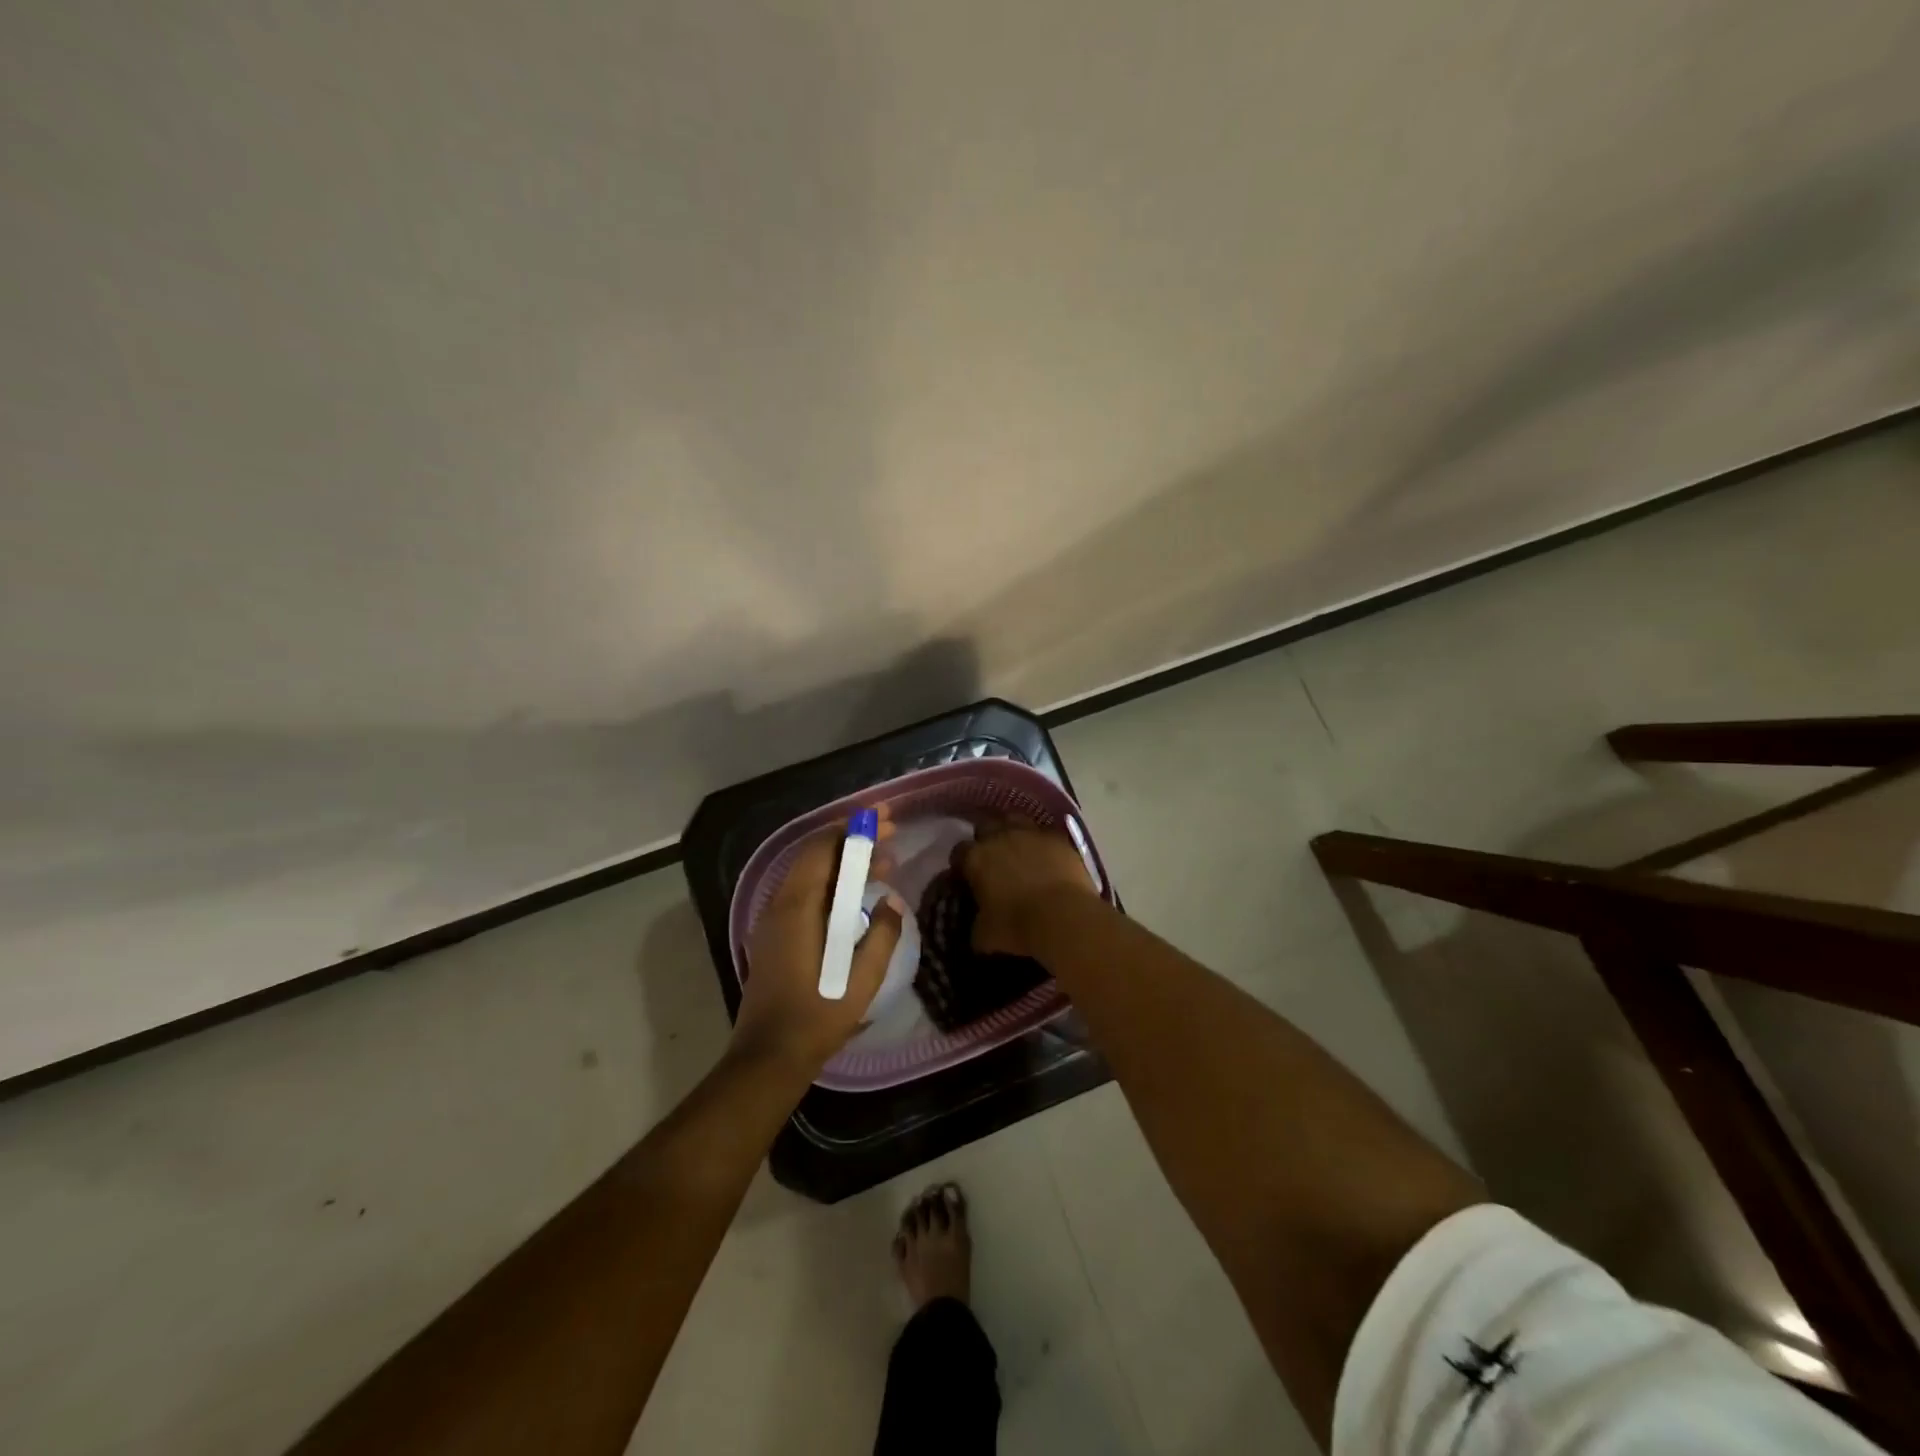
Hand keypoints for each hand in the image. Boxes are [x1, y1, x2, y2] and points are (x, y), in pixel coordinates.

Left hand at [735, 807, 904, 1075]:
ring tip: (882, 864)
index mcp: (797, 907)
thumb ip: (881, 934)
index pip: (823, 849)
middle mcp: (780, 905)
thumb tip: (891, 902)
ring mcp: (774, 921)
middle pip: (816, 857)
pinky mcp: (776, 937)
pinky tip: (857, 897)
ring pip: (810, 876)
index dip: (853, 829)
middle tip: (890, 836)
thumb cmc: (817, 1016)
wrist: (769, 1057)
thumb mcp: (861, 978)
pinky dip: (832, 885)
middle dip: (852, 842)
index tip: (883, 819)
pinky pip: (805, 895)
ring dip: (844, 864)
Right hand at [953, 817, 1099, 959]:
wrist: (1065, 918)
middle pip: (985, 825)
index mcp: (976, 858)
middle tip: (991, 859)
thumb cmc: (1018, 927)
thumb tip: (976, 926)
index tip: (965, 877)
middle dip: (985, 839)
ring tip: (1017, 849)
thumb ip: (976, 924)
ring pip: (1015, 820)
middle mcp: (1000, 836)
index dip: (961, 864)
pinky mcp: (1058, 838)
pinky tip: (1045, 856)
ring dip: (1012, 831)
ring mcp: (1031, 833)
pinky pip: (1044, 833)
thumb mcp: (985, 935)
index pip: (959, 852)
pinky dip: (1041, 842)